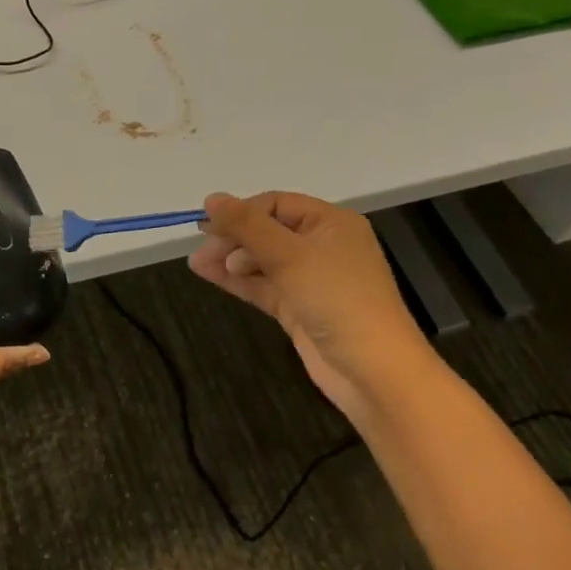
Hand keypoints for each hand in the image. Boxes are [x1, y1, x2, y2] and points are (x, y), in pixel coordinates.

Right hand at [189, 191, 433, 412]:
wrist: (373, 371)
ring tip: (197, 263)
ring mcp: (311, 279)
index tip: (207, 225)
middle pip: (268, 231)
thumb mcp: (289, 255)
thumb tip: (211, 198)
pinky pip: (263, 285)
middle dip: (233, 237)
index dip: (241, 212)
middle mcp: (322, 246)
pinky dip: (237, 280)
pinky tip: (208, 275)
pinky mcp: (300, 307)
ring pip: (263, 260)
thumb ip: (247, 225)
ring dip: (231, 259)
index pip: (276, 204)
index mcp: (331, 223)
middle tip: (203, 249)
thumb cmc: (336, 299)